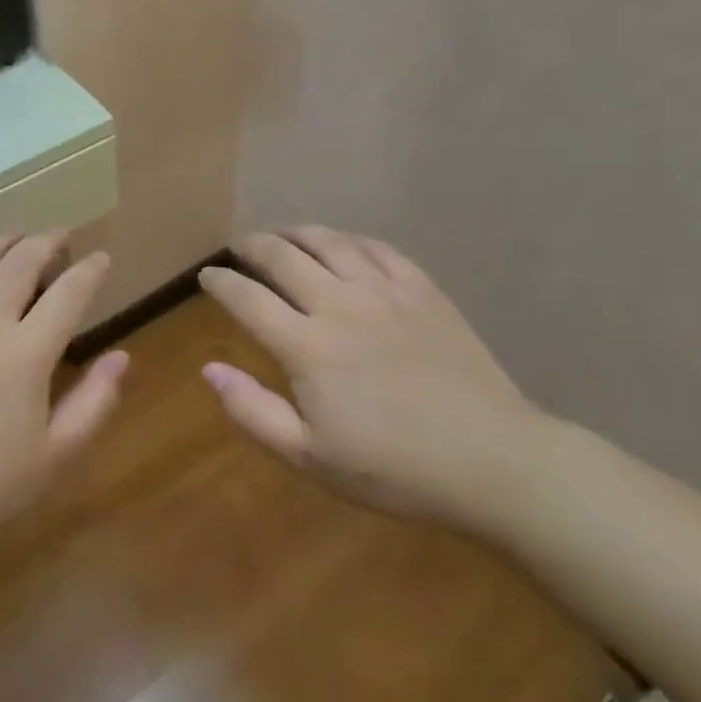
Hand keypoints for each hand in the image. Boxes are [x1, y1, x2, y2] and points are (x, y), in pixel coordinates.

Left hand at [0, 233, 127, 575]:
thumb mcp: (54, 454)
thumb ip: (94, 401)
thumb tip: (122, 356)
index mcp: (26, 353)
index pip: (69, 293)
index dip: (90, 270)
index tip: (101, 258)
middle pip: (22, 260)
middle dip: (48, 241)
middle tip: (60, 237)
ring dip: (3, 240)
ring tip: (18, 238)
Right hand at [197, 227, 547, 531]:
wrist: (494, 461)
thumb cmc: (394, 469)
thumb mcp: (310, 456)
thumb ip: (252, 410)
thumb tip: (209, 369)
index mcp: (307, 346)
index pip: (247, 298)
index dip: (220, 282)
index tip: (206, 275)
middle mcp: (340, 304)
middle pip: (282, 256)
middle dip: (252, 246)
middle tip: (238, 247)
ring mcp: (385, 291)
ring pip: (328, 241)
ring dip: (295, 233)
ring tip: (282, 235)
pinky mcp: (422, 289)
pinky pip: (376, 248)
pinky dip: (348, 240)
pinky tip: (342, 245)